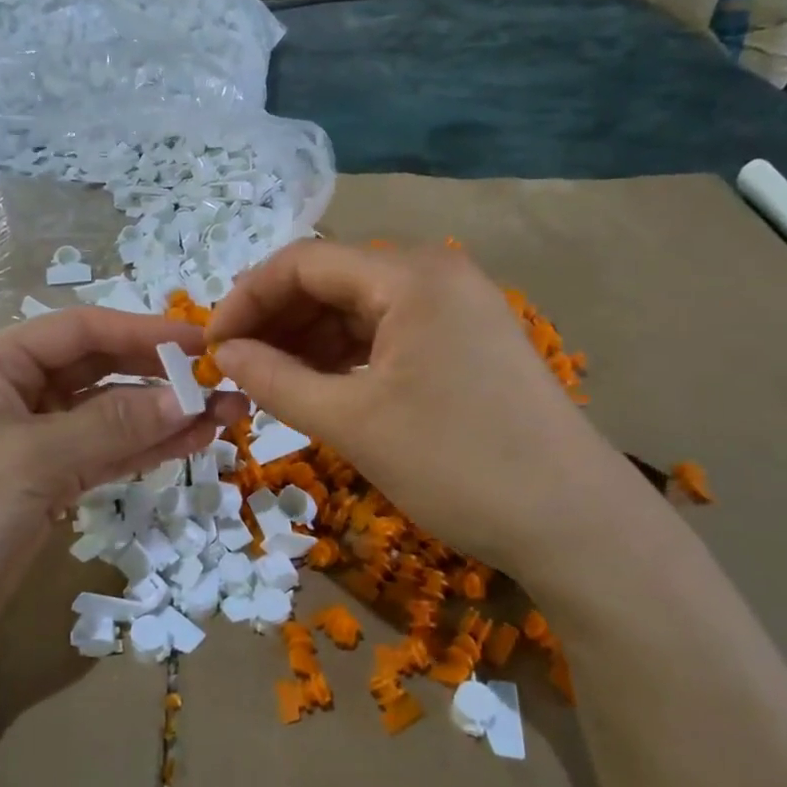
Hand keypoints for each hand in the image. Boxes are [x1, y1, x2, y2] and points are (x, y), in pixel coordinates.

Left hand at [0, 310, 242, 685]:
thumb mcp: (30, 458)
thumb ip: (113, 425)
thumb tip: (190, 399)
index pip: (79, 330)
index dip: (142, 332)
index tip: (201, 344)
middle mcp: (10, 393)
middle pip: (97, 372)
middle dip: (158, 377)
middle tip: (222, 383)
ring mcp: (28, 443)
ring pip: (105, 418)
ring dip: (160, 417)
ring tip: (224, 415)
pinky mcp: (42, 487)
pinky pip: (100, 457)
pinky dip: (141, 451)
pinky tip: (188, 443)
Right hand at [208, 241, 634, 580]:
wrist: (575, 524)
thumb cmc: (458, 465)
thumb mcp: (353, 423)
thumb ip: (277, 380)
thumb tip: (224, 354)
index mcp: (410, 275)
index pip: (304, 263)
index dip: (247, 299)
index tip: (211, 346)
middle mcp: (436, 275)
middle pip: (332, 281)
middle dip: (276, 321)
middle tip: (234, 368)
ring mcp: (457, 309)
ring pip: (359, 310)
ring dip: (308, 342)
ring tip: (269, 383)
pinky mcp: (467, 344)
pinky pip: (389, 335)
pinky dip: (346, 358)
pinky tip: (320, 388)